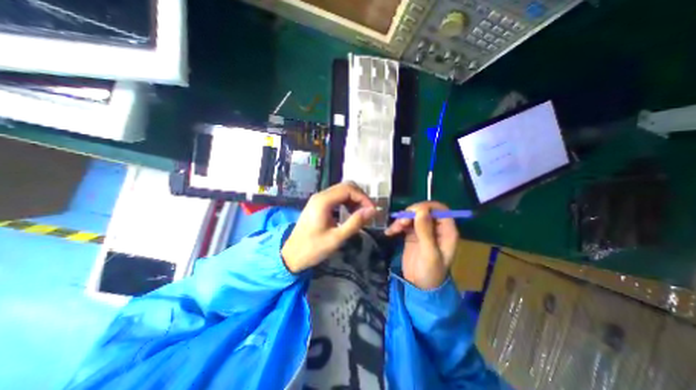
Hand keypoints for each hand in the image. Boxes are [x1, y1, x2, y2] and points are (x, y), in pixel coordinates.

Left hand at [281, 182, 377, 272]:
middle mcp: (321, 195)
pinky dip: (347, 202)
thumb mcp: (336, 238)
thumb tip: (372, 210)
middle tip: (368, 211)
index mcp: (323, 201)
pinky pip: (336, 197)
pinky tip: (351, 213)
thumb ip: (355, 222)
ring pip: (342, 191)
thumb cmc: (313, 248)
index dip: (363, 197)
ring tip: (361, 213)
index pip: (348, 189)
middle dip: (360, 197)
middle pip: (345, 186)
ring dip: (354, 199)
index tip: (372, 210)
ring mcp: (319, 199)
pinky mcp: (319, 204)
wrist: (291, 255)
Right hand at [384, 201, 460, 289]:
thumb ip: (425, 232)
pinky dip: (397, 225)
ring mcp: (423, 230)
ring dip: (402, 219)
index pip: (440, 210)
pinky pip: (404, 223)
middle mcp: (436, 228)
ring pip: (413, 215)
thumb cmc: (430, 273)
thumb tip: (421, 210)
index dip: (426, 207)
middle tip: (401, 222)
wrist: (419, 287)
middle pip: (424, 210)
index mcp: (447, 231)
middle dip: (411, 213)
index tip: (412, 213)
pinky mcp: (412, 234)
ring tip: (394, 229)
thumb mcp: (429, 253)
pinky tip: (390, 232)